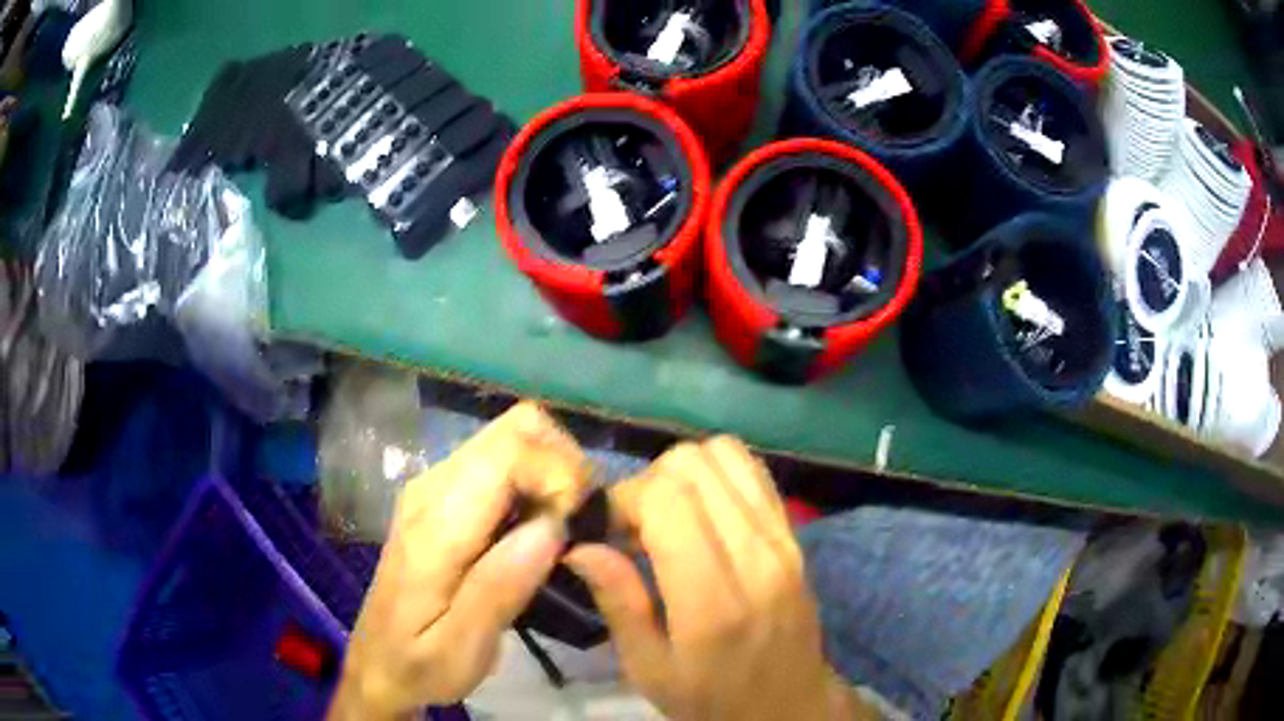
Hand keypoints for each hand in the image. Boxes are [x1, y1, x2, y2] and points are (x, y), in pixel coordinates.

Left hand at [329, 403, 590, 719]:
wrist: (377, 664)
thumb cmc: (420, 665)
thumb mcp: (462, 649)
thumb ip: (500, 588)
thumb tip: (553, 525)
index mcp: (436, 524)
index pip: (510, 451)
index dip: (560, 474)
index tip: (578, 527)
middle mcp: (433, 487)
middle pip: (515, 428)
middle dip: (564, 465)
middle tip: (578, 525)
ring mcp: (435, 486)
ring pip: (512, 438)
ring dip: (552, 473)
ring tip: (563, 531)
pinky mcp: (442, 496)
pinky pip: (501, 461)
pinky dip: (534, 482)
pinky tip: (537, 531)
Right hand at [566, 437, 868, 720]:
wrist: (789, 705)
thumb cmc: (711, 699)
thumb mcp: (650, 669)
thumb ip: (618, 602)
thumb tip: (579, 543)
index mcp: (713, 601)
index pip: (666, 498)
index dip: (624, 499)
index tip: (610, 533)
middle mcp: (756, 556)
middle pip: (693, 464)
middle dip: (649, 483)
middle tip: (635, 529)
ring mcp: (783, 539)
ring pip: (725, 454)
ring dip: (683, 474)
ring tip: (668, 518)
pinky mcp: (795, 534)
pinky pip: (753, 471)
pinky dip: (716, 476)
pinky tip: (701, 514)